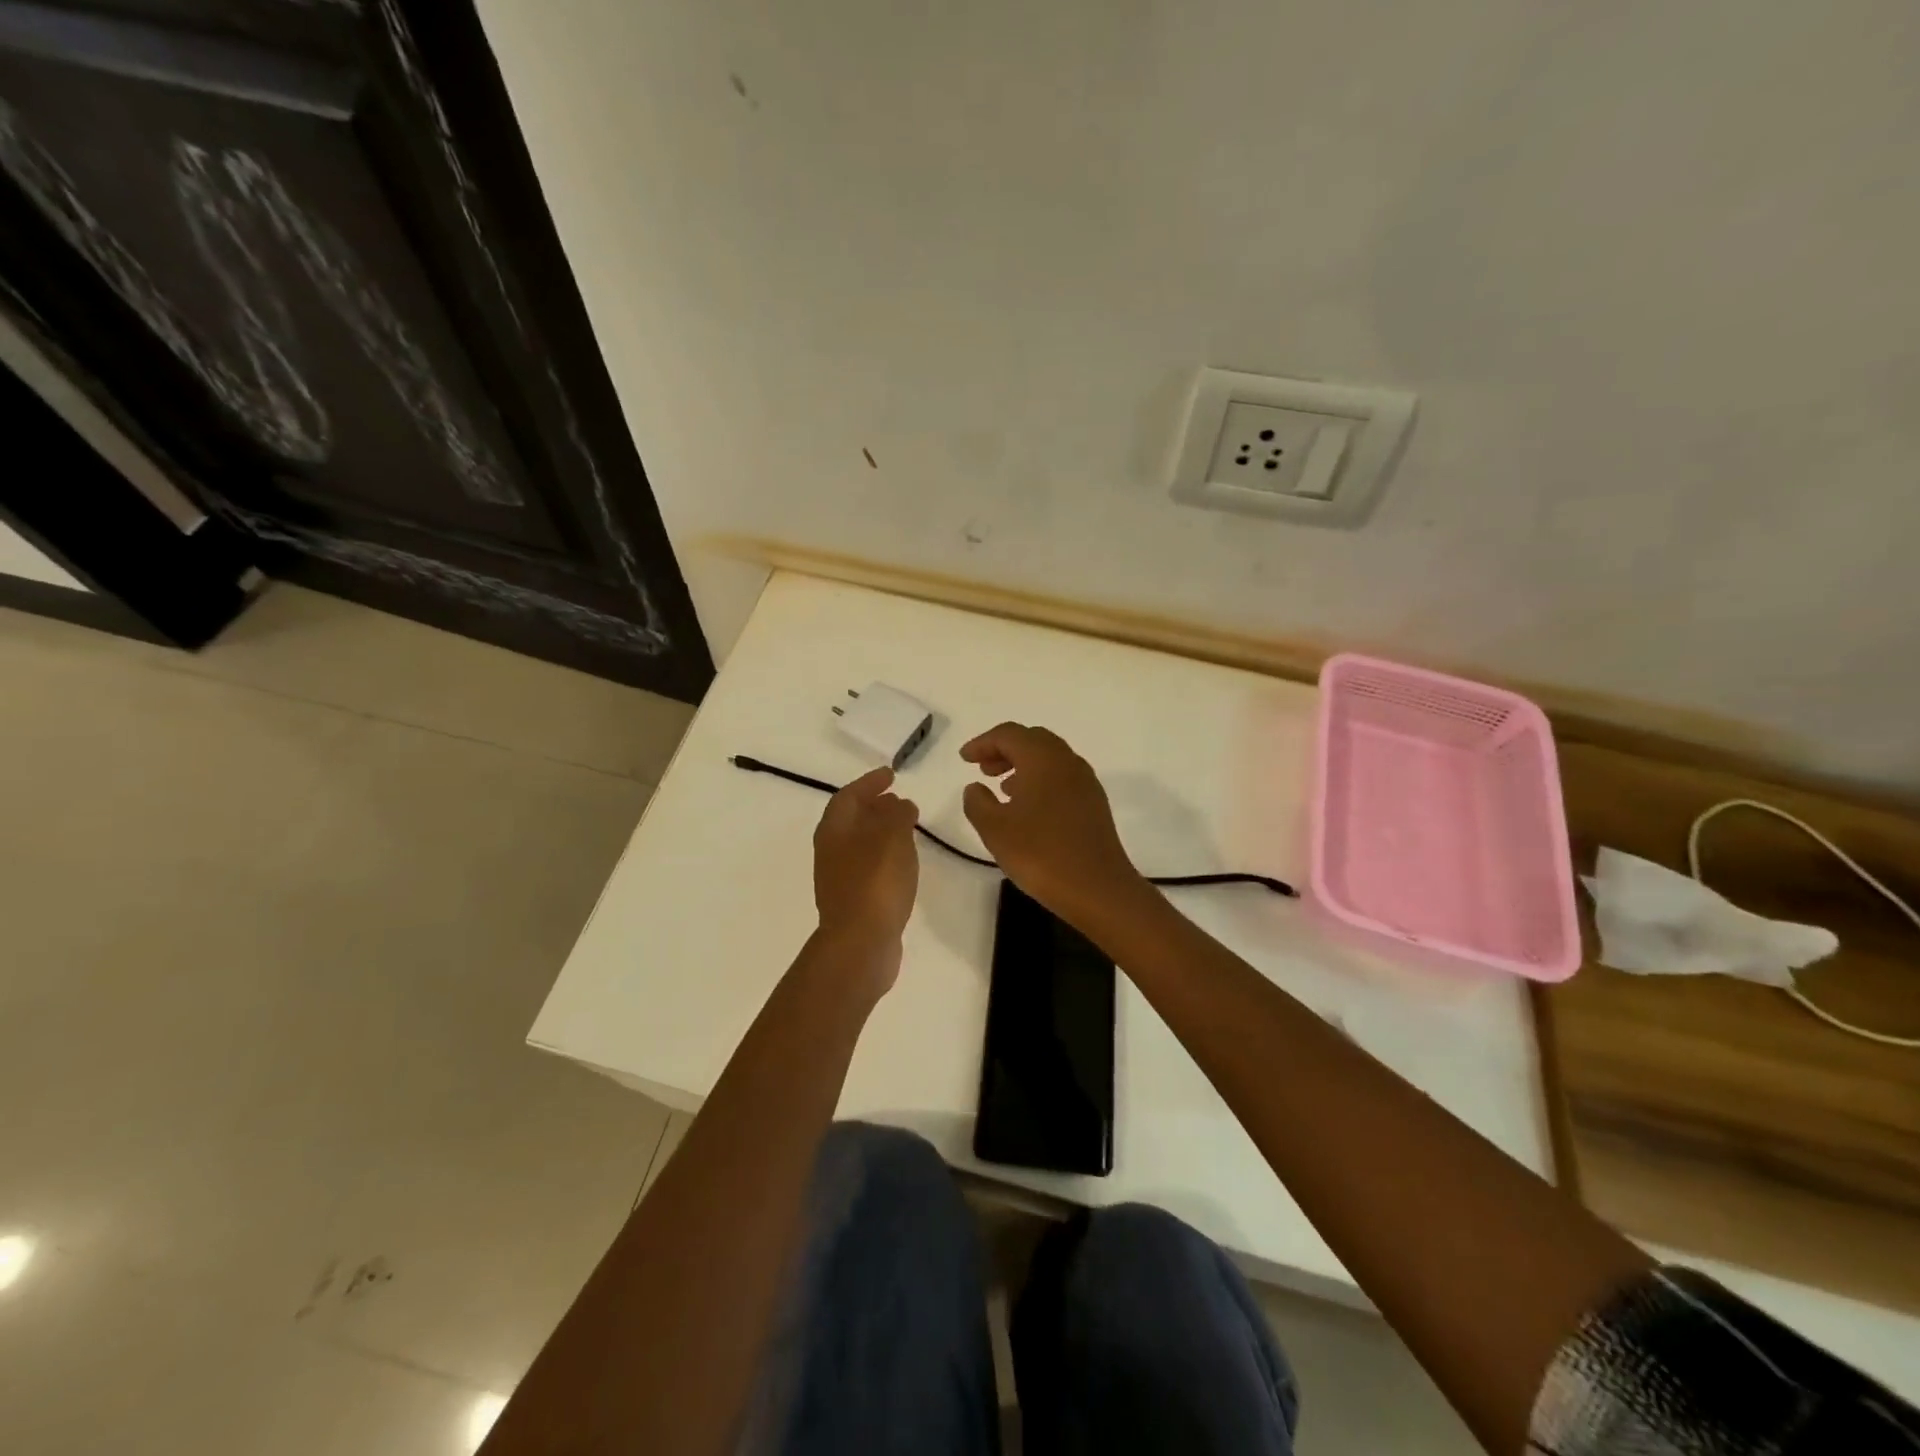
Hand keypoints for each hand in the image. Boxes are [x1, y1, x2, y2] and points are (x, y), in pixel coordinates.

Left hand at [812, 766, 919, 981]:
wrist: (860, 944)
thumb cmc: (875, 882)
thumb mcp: (893, 837)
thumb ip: (898, 814)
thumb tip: (900, 804)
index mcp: (834, 830)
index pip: (848, 796)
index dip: (869, 783)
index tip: (890, 774)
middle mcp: (831, 851)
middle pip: (851, 820)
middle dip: (874, 806)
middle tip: (899, 799)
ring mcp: (840, 878)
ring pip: (860, 844)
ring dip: (881, 831)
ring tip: (907, 827)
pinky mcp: (854, 901)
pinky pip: (868, 866)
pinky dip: (885, 855)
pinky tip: (903, 862)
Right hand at [960, 723, 1145, 924]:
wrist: (1098, 888)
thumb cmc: (1041, 854)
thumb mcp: (995, 829)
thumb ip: (977, 803)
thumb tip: (975, 788)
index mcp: (1042, 759)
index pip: (1008, 734)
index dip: (982, 742)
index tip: (964, 759)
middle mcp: (1067, 761)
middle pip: (1032, 740)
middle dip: (1004, 749)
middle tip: (983, 768)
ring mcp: (1085, 782)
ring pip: (1049, 758)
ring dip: (1023, 765)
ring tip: (1002, 788)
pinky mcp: (1094, 803)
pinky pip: (1062, 777)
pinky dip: (1040, 780)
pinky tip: (1029, 807)